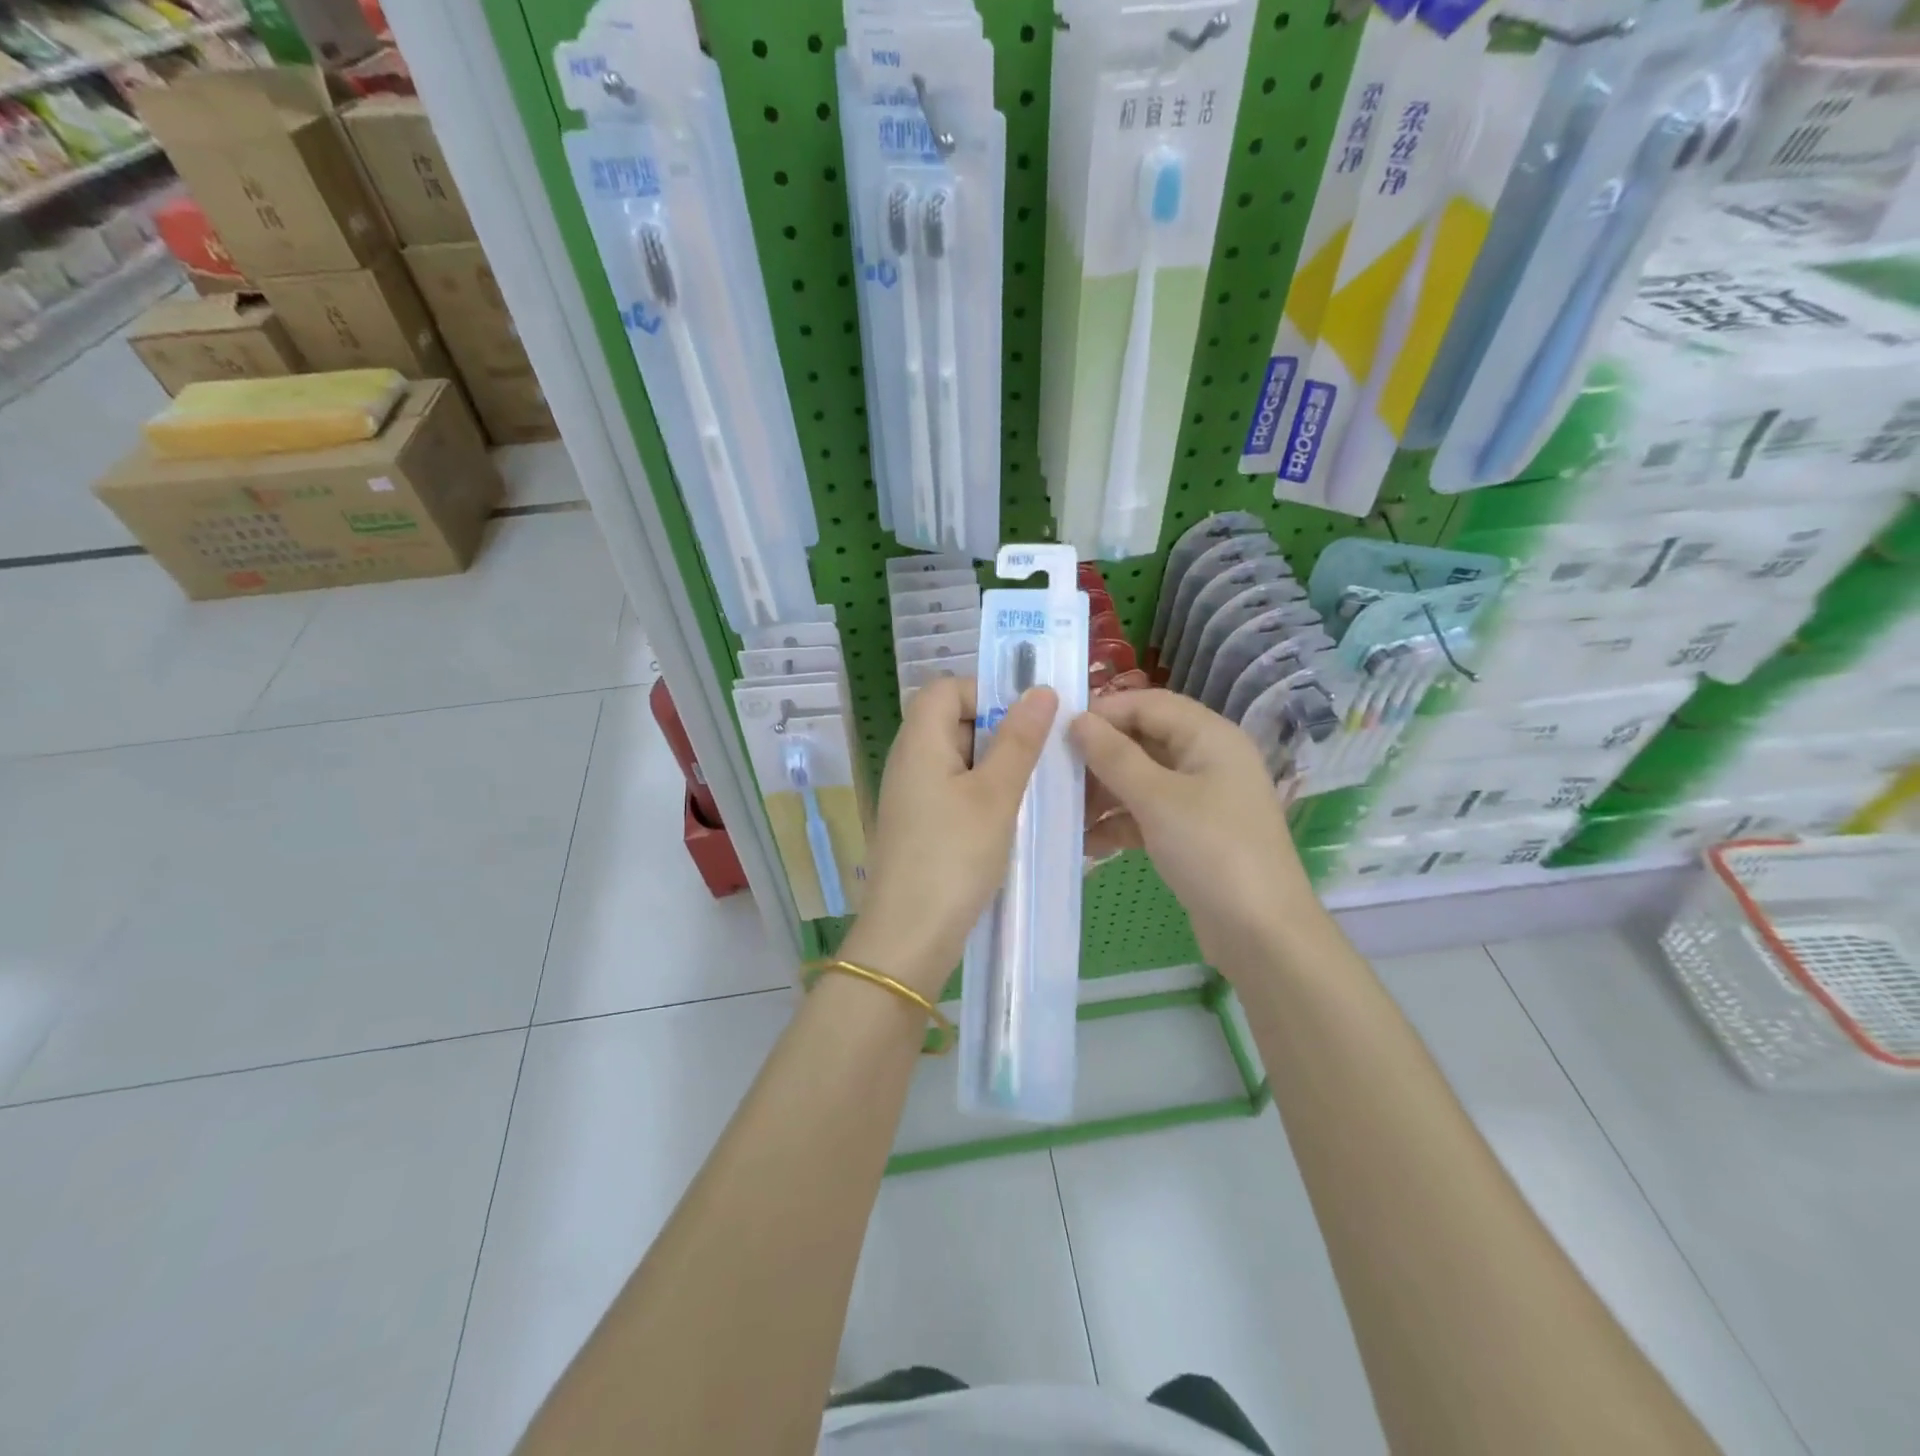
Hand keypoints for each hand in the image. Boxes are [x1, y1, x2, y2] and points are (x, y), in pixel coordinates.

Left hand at [842, 677, 1059, 997]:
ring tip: (1034, 789)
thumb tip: (1041, 690)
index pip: (947, 688)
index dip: (987, 692)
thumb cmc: (953, 857)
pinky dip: (984, 794)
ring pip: (959, 760)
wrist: (909, 937)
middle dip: (1000, 731)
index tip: (1027, 721)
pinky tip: (1013, 819)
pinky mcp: (920, 825)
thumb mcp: (995, 795)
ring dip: (997, 767)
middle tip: (1041, 757)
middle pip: (953, 721)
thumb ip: (1018, 740)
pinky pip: (955, 791)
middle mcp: (909, 760)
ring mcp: (911, 795)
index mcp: (919, 741)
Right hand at [1069, 690, 1316, 969]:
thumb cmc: (1212, 851)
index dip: (1103, 712)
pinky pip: (1147, 814)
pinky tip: (1087, 843)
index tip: (1055, 732)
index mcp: (1209, 736)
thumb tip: (1077, 720)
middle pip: (1143, 741)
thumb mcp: (1157, 798)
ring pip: (1141, 780)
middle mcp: (1207, 759)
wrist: (1262, 934)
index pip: (1147, 704)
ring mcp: (1201, 799)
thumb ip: (1114, 756)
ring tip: (1064, 813)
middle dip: (1098, 757)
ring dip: (1103, 793)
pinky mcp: (1192, 834)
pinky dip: (1119, 823)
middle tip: (1054, 776)